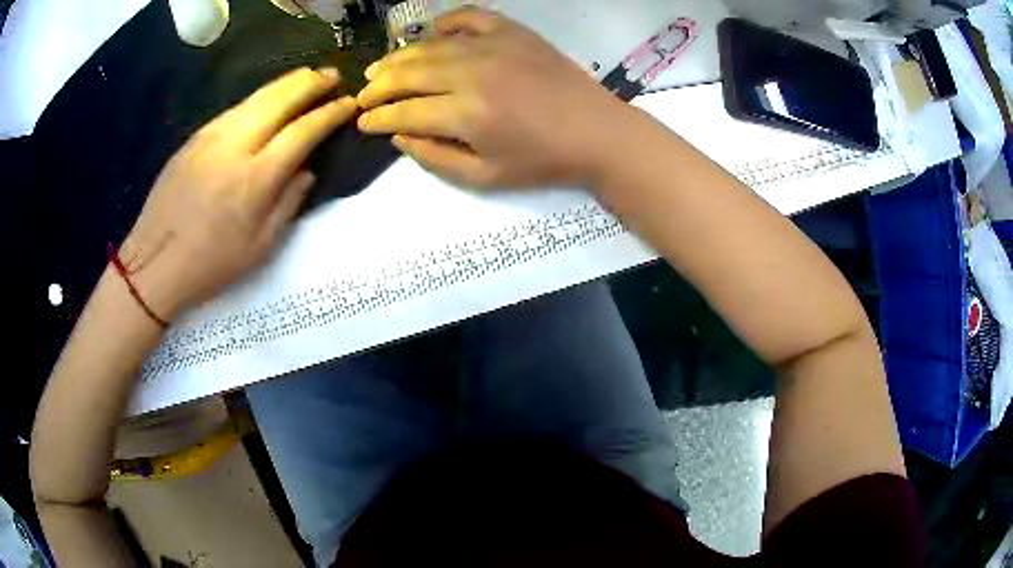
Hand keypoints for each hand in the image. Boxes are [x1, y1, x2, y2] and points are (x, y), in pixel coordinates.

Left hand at [119, 68, 356, 319]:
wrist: (154, 262)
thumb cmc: (210, 264)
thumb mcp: (260, 247)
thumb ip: (289, 203)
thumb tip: (306, 169)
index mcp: (255, 178)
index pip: (302, 131)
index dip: (329, 114)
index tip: (348, 104)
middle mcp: (235, 145)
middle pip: (280, 99)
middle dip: (311, 83)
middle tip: (333, 76)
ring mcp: (211, 136)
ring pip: (256, 96)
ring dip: (287, 83)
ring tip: (307, 77)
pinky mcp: (194, 138)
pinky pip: (235, 108)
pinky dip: (259, 98)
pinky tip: (267, 101)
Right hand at [356, 7, 626, 188]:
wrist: (597, 132)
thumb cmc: (542, 161)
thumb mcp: (485, 176)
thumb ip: (435, 157)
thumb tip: (398, 135)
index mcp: (465, 114)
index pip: (403, 111)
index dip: (376, 117)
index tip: (361, 122)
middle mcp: (472, 73)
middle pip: (408, 73)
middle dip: (377, 86)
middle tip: (362, 95)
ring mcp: (493, 46)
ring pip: (429, 46)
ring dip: (398, 57)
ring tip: (379, 67)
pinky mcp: (512, 32)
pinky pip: (468, 17)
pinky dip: (445, 23)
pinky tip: (432, 34)